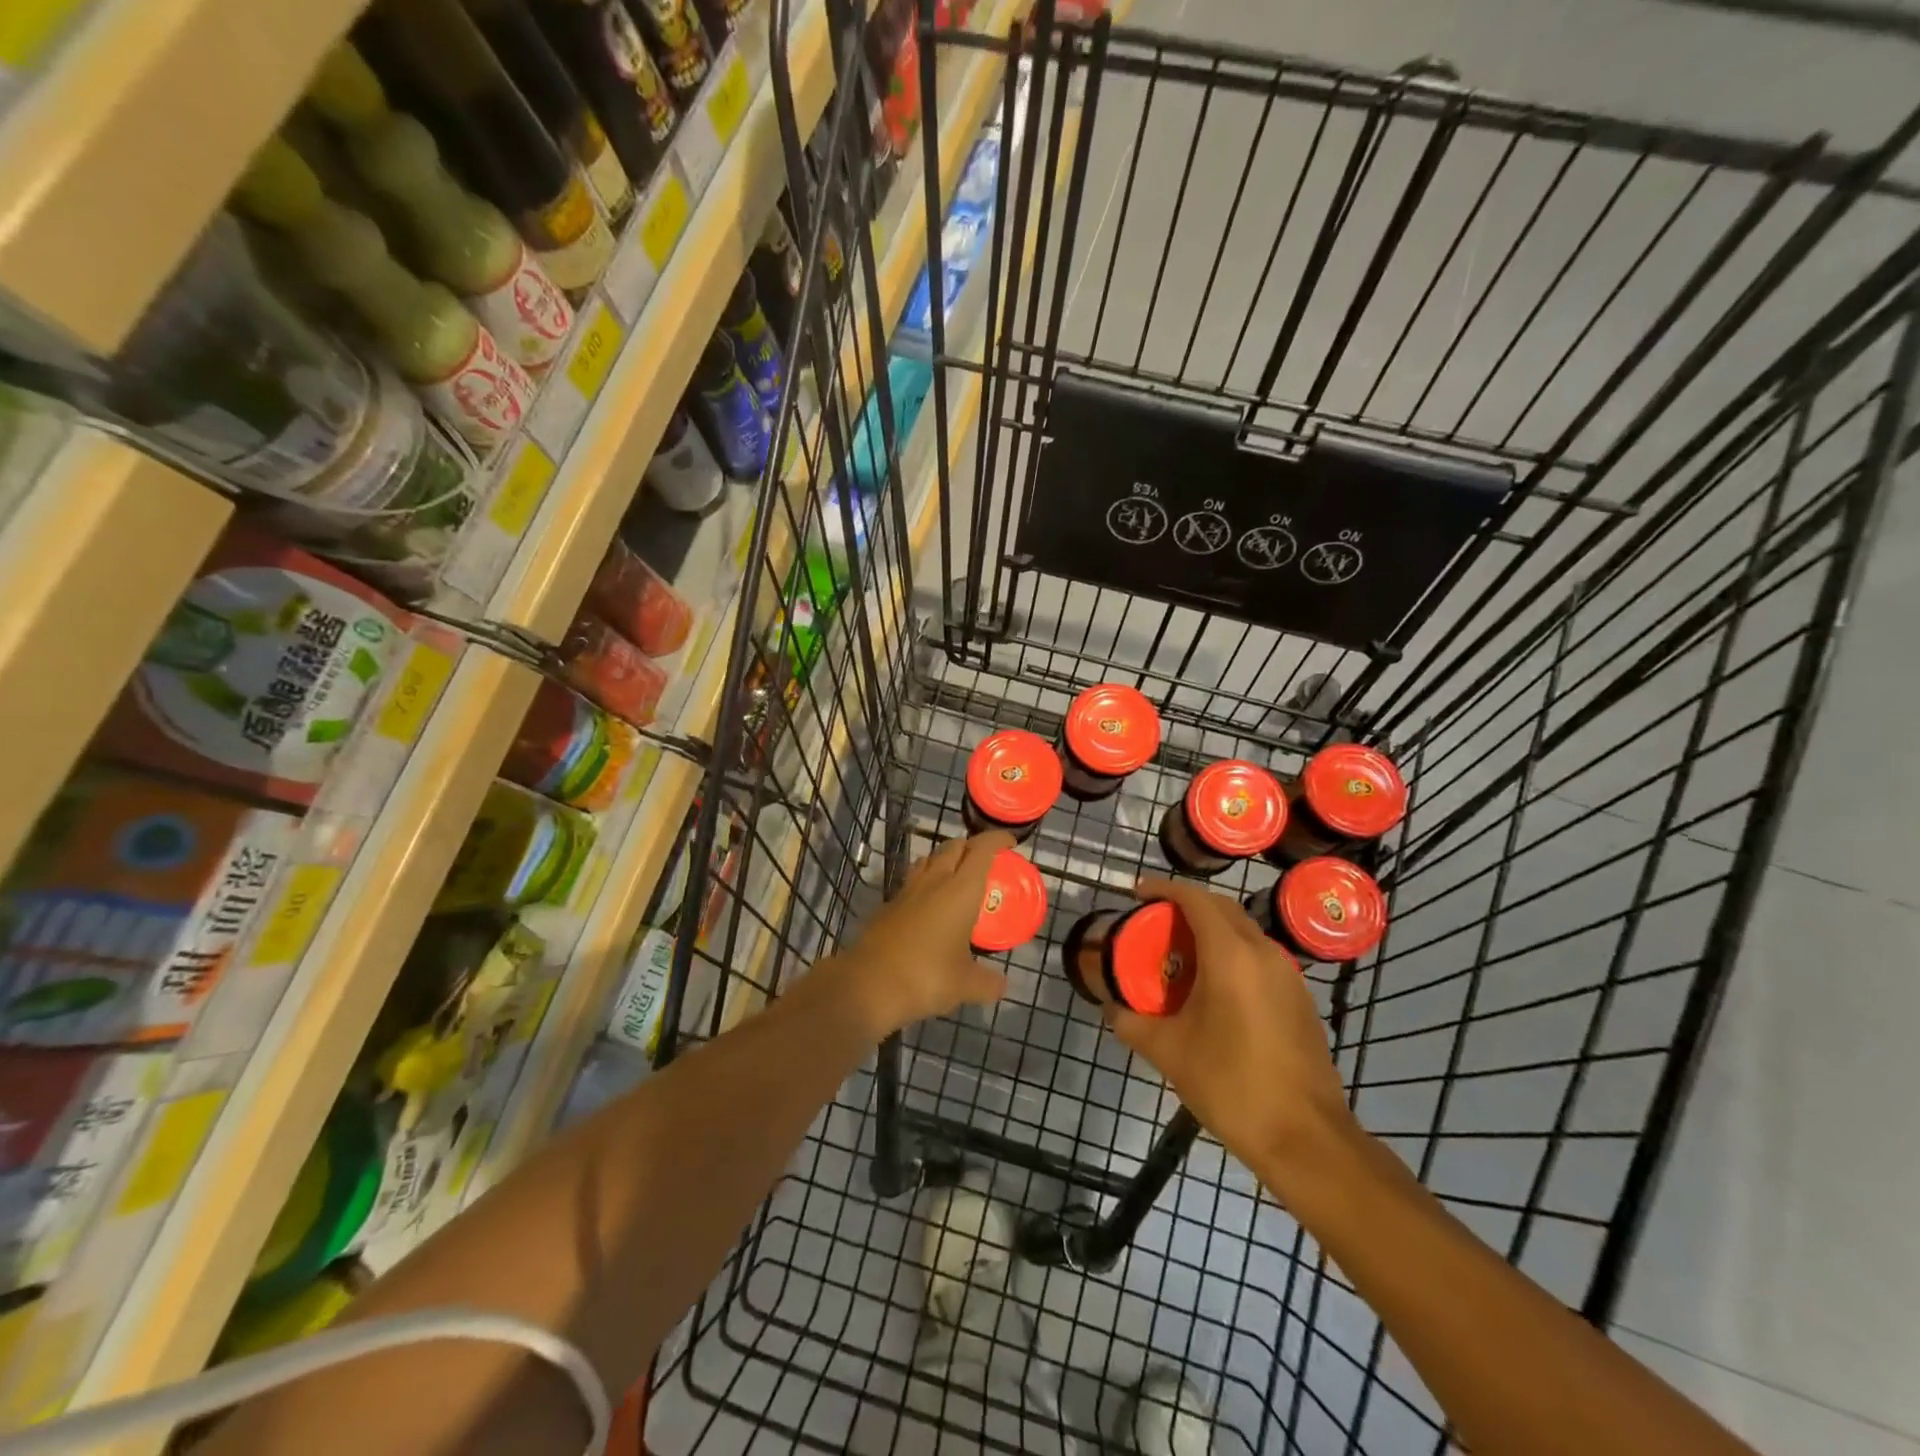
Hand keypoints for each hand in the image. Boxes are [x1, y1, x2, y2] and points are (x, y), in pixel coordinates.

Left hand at [826, 832, 1011, 1037]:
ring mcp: (907, 891)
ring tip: (956, 876)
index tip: (1010, 843)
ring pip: (928, 860)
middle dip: (971, 847)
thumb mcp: (965, 985)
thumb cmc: (926, 977)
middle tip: (985, 861)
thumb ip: (987, 982)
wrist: (868, 985)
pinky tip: (928, 904)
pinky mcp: (888, 906)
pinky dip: (925, 882)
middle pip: (953, 847)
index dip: (997, 840)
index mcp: (960, 890)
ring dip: (944, 859)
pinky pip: (911, 882)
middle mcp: (934, 881)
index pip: (981, 850)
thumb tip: (1002, 985)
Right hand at [1106, 877, 1358, 1190]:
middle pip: (1221, 908)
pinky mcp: (1300, 998)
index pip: (1195, 899)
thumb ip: (1131, 1022)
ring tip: (1180, 953)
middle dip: (1186, 906)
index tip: (1137, 894)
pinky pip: (1259, 956)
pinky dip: (1232, 953)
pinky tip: (1213, 987)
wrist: (1306, 1139)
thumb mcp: (1169, 1052)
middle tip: (1154, 922)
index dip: (1163, 889)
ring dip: (1211, 930)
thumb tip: (1111, 1007)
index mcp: (1231, 955)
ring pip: (1244, 932)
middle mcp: (1263, 953)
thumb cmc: (1231, 1085)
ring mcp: (1288, 974)